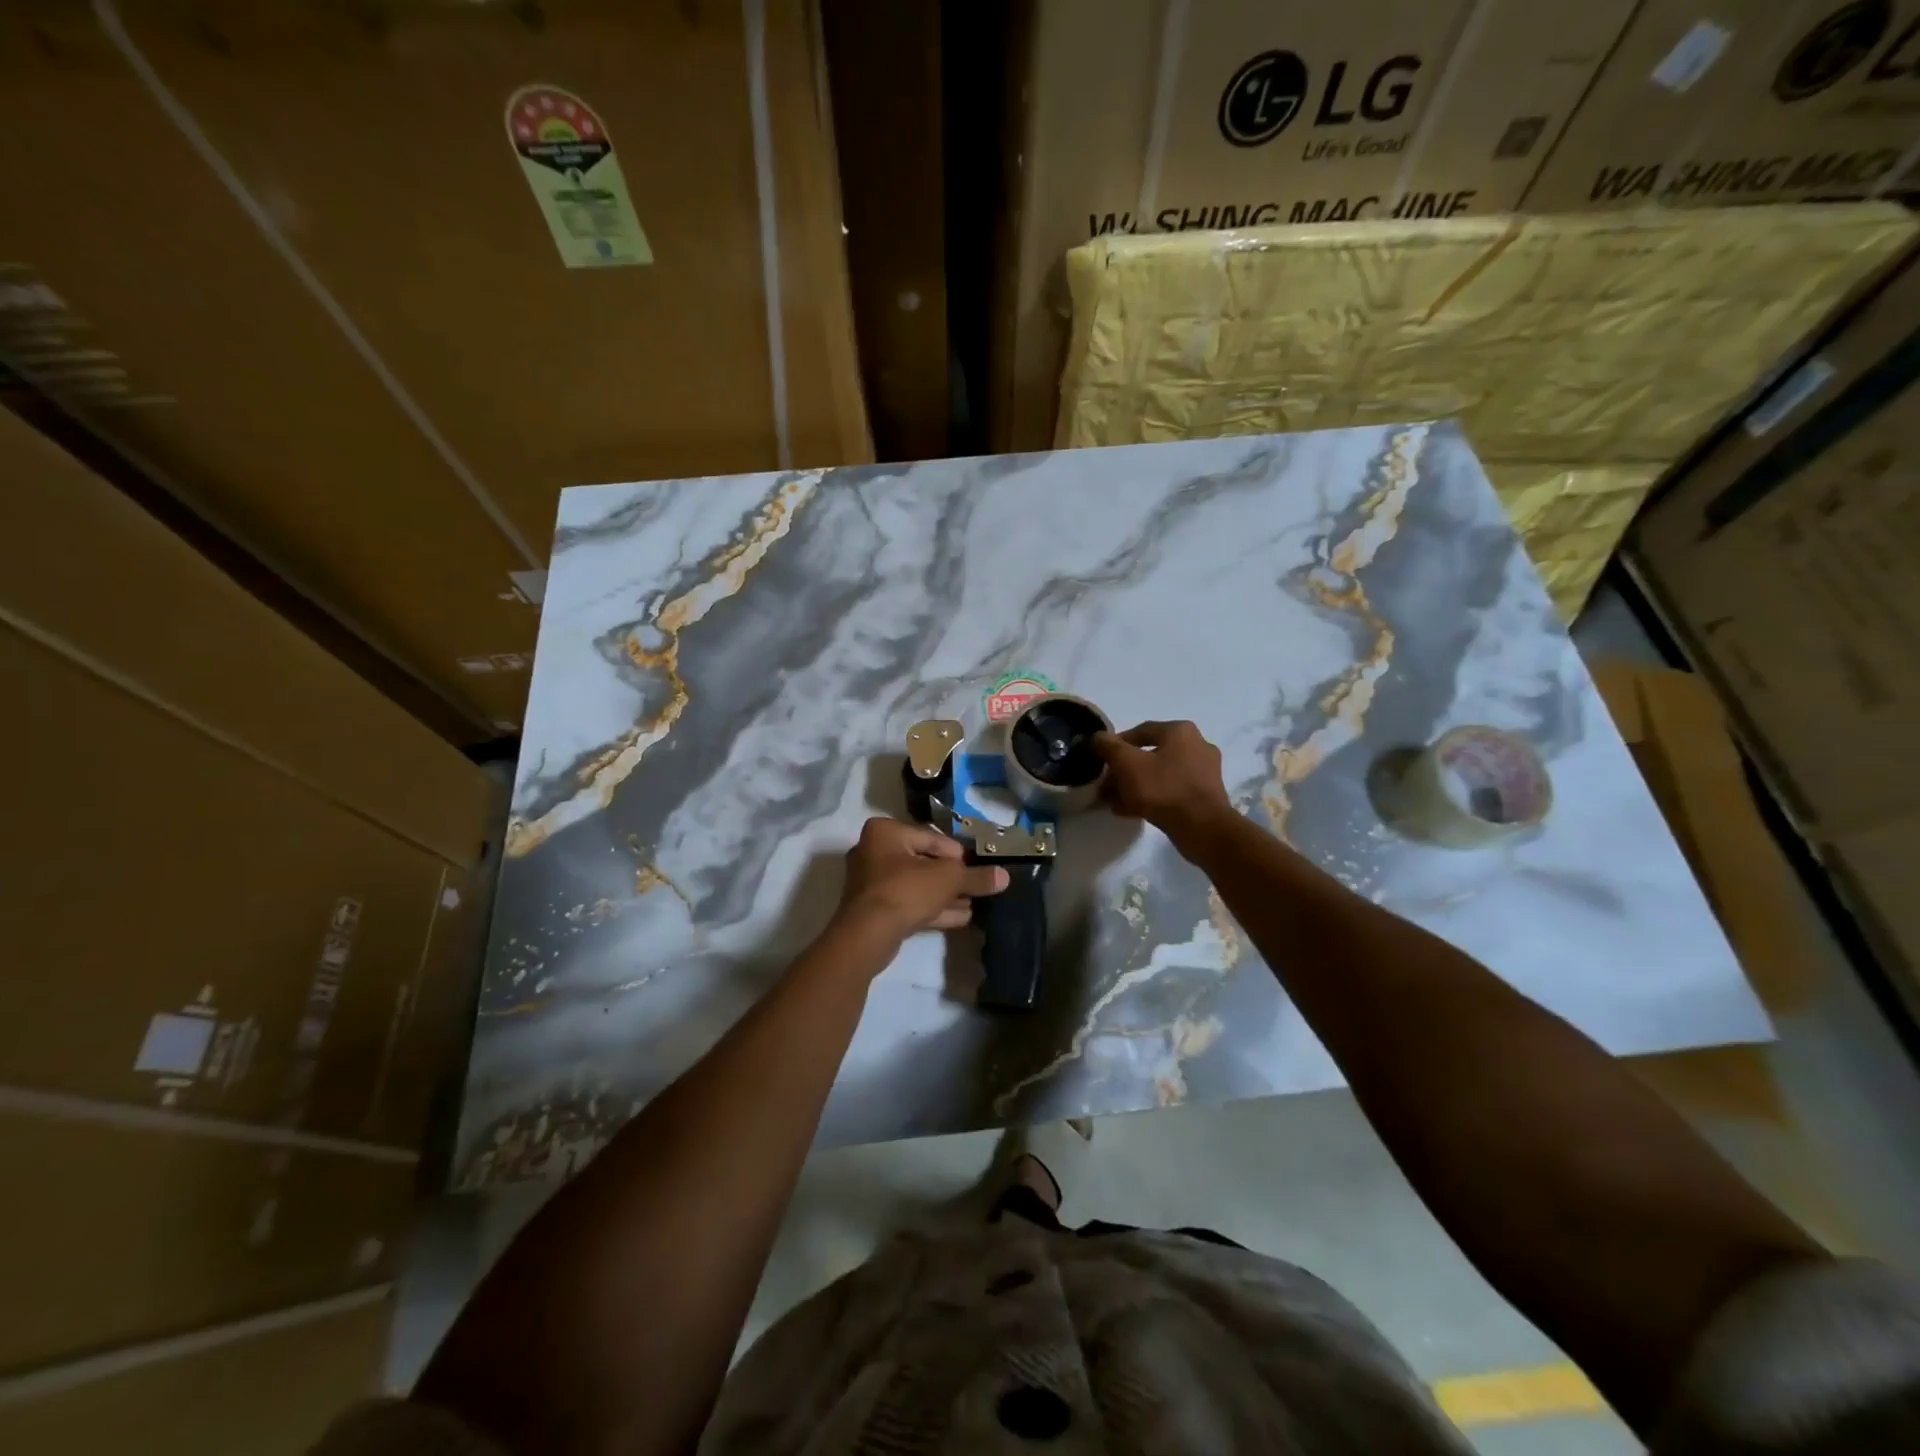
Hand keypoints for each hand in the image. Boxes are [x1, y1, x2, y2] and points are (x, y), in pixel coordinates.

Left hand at [836, 817, 1008, 941]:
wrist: (868, 934)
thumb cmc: (906, 890)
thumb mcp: (948, 879)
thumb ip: (976, 877)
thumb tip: (1005, 876)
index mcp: (885, 832)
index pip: (930, 837)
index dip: (956, 852)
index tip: (974, 865)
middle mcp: (873, 851)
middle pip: (922, 862)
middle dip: (950, 877)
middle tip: (974, 886)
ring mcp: (870, 883)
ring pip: (915, 885)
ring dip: (943, 895)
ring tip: (972, 905)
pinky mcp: (872, 910)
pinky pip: (907, 903)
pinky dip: (931, 908)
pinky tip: (960, 918)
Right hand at [1093, 721, 1234, 846]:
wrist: (1203, 828)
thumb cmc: (1164, 788)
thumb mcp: (1127, 764)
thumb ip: (1108, 747)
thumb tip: (1097, 737)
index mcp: (1180, 731)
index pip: (1140, 731)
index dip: (1115, 744)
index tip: (1100, 760)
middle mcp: (1196, 745)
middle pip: (1149, 754)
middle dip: (1123, 770)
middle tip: (1106, 785)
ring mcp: (1204, 772)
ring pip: (1159, 774)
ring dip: (1134, 786)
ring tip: (1114, 801)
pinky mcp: (1205, 795)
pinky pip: (1170, 790)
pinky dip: (1151, 797)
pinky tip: (1130, 811)